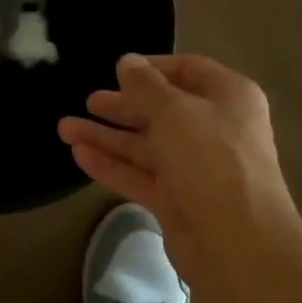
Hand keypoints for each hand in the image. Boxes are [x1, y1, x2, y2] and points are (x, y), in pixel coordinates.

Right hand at [58, 54, 295, 287]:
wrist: (237, 241)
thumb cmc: (211, 160)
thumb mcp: (174, 111)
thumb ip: (145, 85)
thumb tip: (128, 61)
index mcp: (227, 98)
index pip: (188, 70)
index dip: (152, 68)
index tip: (117, 70)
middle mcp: (213, 129)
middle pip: (162, 110)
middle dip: (123, 106)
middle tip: (89, 101)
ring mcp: (194, 168)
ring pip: (145, 145)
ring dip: (107, 136)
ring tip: (64, 128)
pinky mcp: (176, 200)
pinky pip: (139, 175)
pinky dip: (111, 165)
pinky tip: (79, 155)